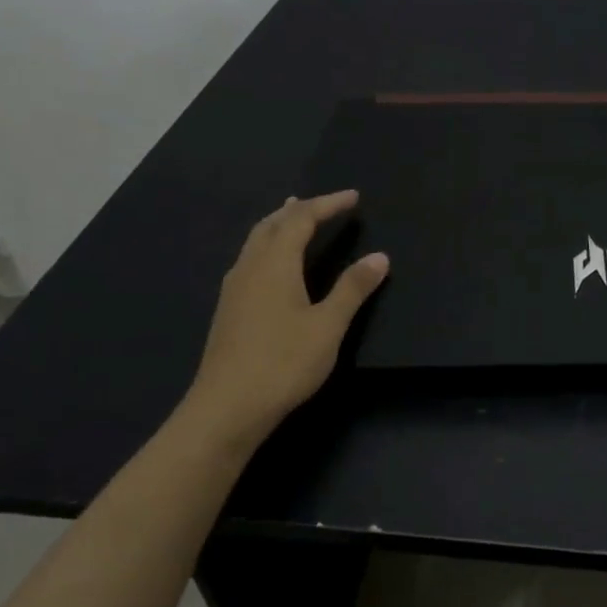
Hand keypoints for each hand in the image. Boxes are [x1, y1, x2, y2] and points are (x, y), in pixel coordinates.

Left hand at [177, 190, 388, 445]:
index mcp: (274, 264)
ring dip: (279, 224)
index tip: (353, 197)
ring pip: (256, 241)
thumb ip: (352, 288)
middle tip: (325, 203)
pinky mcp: (229, 309)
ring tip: (295, 217)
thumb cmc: (283, 363)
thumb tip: (379, 256)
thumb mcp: (327, 326)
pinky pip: (250, 259)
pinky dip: (268, 245)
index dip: (328, 204)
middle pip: (272, 224)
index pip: (301, 219)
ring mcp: (234, 289)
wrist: (226, 409)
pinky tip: (274, 264)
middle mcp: (250, 267)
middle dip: (300, 209)